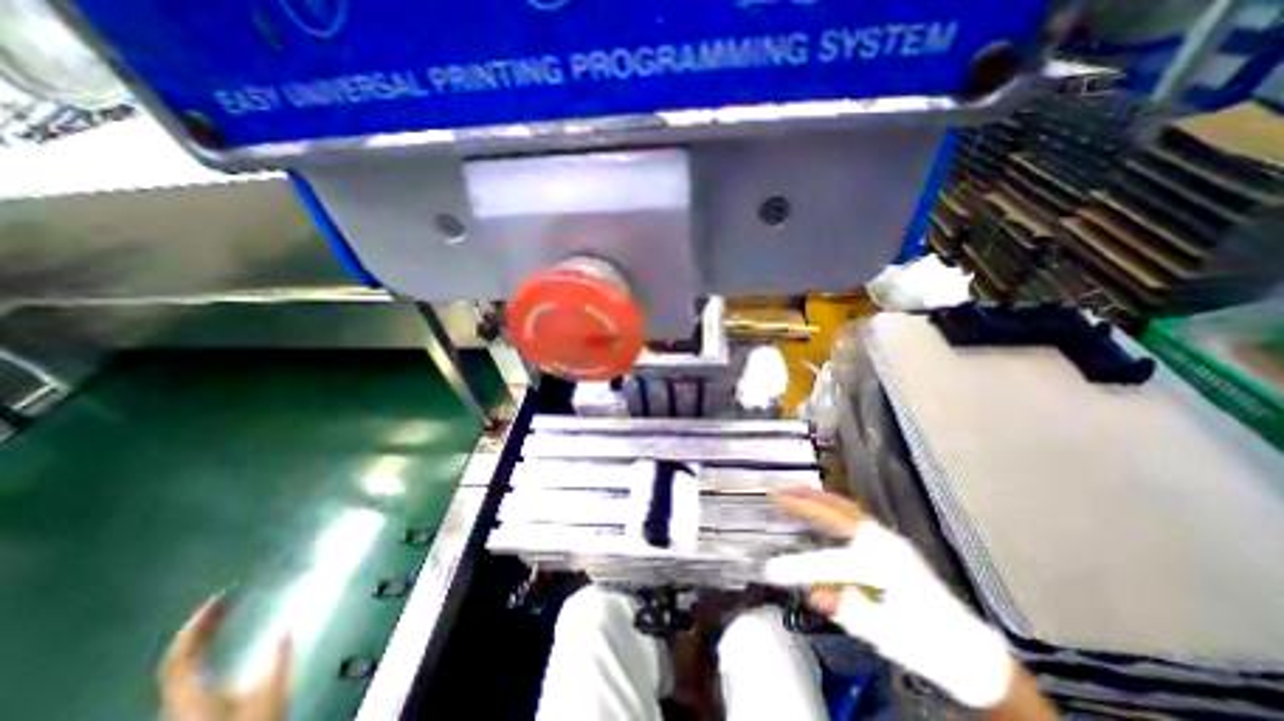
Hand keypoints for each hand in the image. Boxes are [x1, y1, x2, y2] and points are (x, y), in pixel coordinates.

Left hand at [157, 591, 291, 720]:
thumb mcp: (272, 696)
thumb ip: (278, 662)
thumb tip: (286, 630)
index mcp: (192, 698)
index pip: (181, 657)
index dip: (197, 626)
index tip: (221, 598)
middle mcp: (178, 703)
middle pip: (177, 661)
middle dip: (199, 628)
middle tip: (225, 600)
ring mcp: (182, 710)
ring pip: (180, 668)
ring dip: (200, 638)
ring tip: (225, 615)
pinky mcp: (192, 712)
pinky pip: (188, 674)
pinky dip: (202, 652)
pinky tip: (221, 645)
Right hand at [759, 491, 1014, 709]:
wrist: (968, 651)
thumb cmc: (928, 645)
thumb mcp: (886, 636)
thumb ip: (848, 609)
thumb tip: (814, 593)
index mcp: (883, 567)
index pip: (829, 562)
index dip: (797, 567)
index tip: (770, 570)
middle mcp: (884, 544)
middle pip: (837, 513)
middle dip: (804, 501)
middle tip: (778, 492)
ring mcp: (888, 540)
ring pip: (846, 508)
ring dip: (817, 497)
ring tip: (793, 490)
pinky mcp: (890, 544)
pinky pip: (854, 515)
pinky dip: (832, 505)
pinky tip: (821, 506)